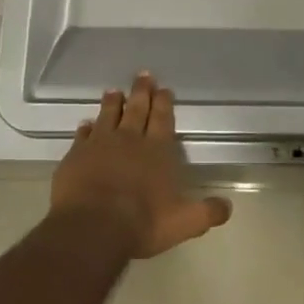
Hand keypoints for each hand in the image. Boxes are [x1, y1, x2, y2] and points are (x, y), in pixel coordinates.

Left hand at [51, 73, 231, 258]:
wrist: (92, 228)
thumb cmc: (142, 223)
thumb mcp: (184, 223)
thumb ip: (207, 212)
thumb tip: (227, 207)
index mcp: (157, 150)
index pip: (162, 119)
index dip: (163, 103)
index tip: (164, 88)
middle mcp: (129, 140)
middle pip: (136, 109)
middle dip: (141, 92)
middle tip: (143, 75)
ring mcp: (99, 145)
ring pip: (108, 116)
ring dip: (113, 103)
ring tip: (114, 90)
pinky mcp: (75, 156)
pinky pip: (82, 135)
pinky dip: (86, 128)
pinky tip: (86, 124)